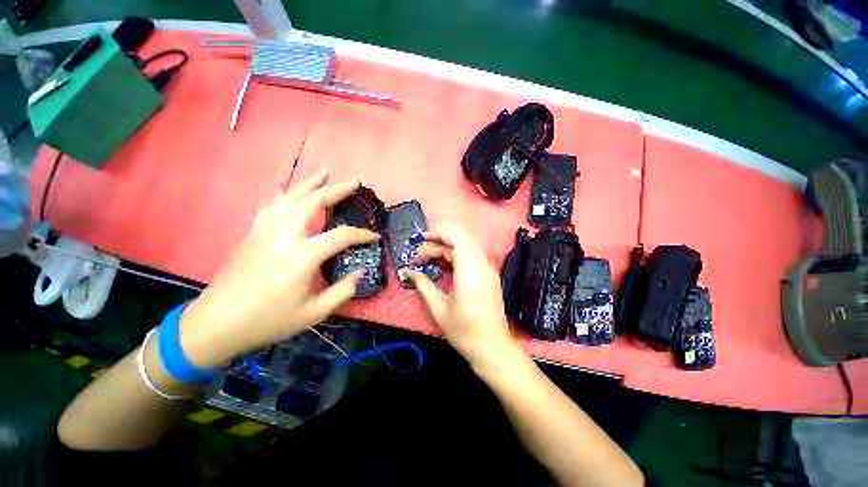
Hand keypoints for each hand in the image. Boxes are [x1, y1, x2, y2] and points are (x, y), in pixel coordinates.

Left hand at [178, 168, 378, 368]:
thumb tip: (360, 272)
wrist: (217, 323)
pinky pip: (272, 206)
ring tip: (324, 172)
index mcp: (303, 257)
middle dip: (336, 190)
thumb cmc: (268, 320)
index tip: (375, 236)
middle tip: (354, 182)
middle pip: (314, 203)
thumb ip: (342, 292)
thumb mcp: (313, 313)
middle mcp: (285, 236)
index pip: (341, 236)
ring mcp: (265, 231)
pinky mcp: (253, 233)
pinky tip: (290, 191)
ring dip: (310, 183)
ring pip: (290, 198)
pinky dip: (285, 194)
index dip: (362, 235)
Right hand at [402, 224, 519, 368]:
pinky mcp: (489, 275)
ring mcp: (488, 269)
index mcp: (469, 271)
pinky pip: (472, 256)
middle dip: (439, 240)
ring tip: (430, 259)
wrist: (492, 348)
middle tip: (422, 253)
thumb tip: (407, 272)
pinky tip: (445, 266)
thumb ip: (423, 285)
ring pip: (467, 246)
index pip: (456, 238)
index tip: (420, 243)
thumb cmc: (464, 331)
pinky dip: (456, 255)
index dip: (437, 234)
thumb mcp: (438, 308)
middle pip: (461, 238)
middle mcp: (482, 265)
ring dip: (447, 247)